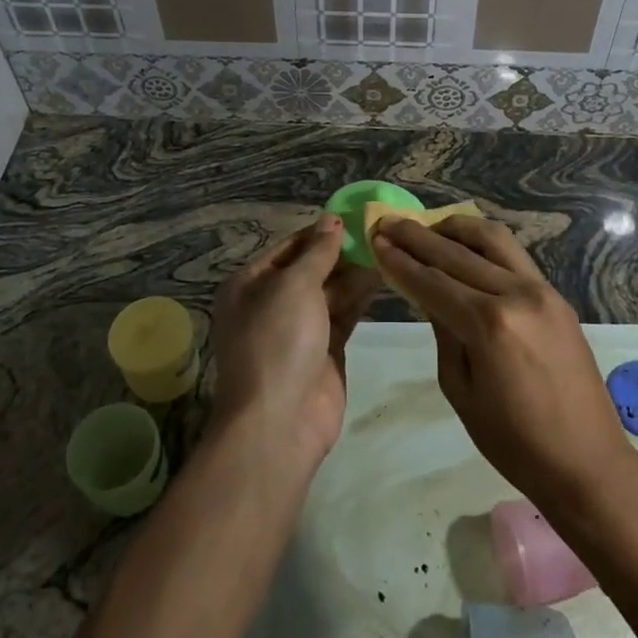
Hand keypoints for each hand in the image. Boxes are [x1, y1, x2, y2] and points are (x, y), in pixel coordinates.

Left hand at [210, 214, 381, 466]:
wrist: (280, 420)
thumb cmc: (278, 340)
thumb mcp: (294, 286)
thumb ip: (317, 252)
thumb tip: (332, 220)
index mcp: (249, 284)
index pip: (288, 247)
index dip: (319, 232)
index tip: (355, 216)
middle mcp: (270, 304)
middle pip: (309, 269)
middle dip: (340, 252)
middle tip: (379, 232)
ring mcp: (298, 330)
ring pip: (329, 292)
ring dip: (354, 274)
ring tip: (388, 249)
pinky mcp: (324, 352)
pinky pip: (343, 317)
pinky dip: (360, 299)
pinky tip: (383, 279)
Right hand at [372, 215, 635, 513]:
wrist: (587, 461)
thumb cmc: (514, 442)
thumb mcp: (461, 392)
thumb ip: (444, 334)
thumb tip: (430, 296)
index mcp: (489, 324)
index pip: (432, 281)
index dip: (400, 260)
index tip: (376, 239)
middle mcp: (516, 295)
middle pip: (457, 253)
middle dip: (418, 236)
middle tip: (389, 223)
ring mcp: (542, 291)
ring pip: (493, 239)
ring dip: (455, 229)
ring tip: (428, 226)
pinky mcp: (557, 296)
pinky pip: (515, 256)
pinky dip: (485, 244)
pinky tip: (466, 246)